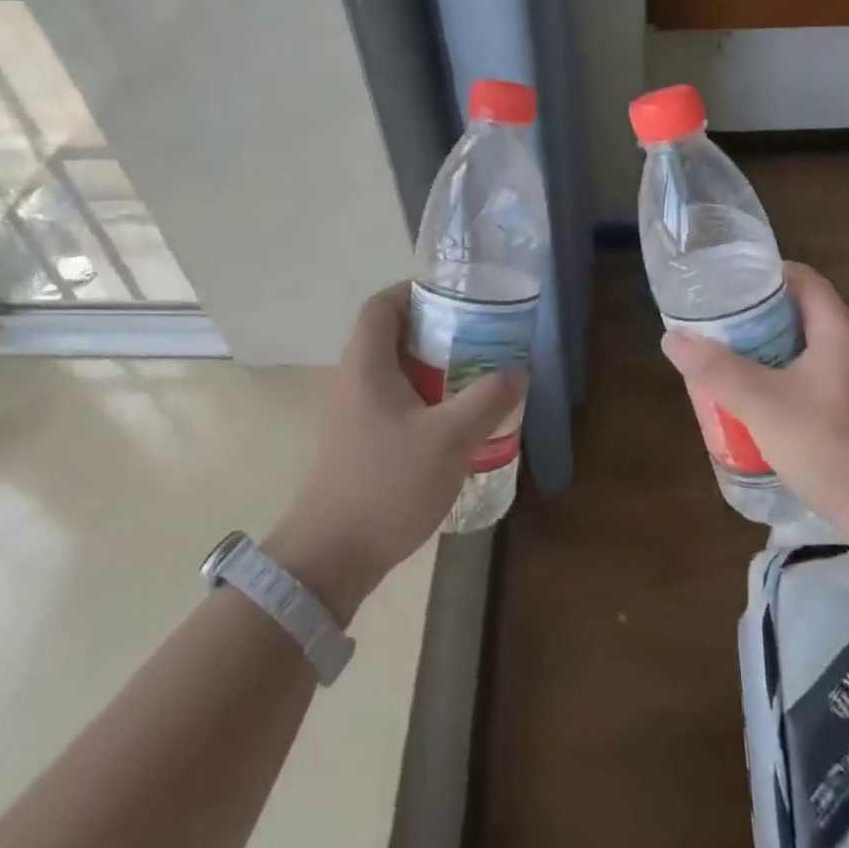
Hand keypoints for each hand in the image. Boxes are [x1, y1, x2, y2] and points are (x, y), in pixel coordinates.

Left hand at [265, 283, 522, 622]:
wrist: (332, 556)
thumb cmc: (387, 484)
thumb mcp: (450, 439)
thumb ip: (487, 400)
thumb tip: (516, 372)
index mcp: (367, 366)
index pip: (381, 306)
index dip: (413, 291)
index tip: (454, 297)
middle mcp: (354, 381)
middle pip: (390, 336)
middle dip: (435, 331)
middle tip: (477, 338)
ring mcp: (352, 414)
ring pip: (395, 372)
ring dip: (432, 368)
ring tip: (473, 377)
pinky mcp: (358, 443)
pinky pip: (393, 402)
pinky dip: (424, 399)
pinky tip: (454, 423)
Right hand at [659, 263, 848, 526]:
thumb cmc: (826, 443)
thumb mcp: (761, 402)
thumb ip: (716, 368)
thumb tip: (673, 338)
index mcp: (838, 331)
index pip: (803, 279)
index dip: (765, 274)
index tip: (727, 284)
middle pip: (799, 313)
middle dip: (755, 316)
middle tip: (715, 325)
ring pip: (801, 349)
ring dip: (763, 351)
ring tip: (724, 360)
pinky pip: (807, 379)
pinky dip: (777, 379)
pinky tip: (751, 402)